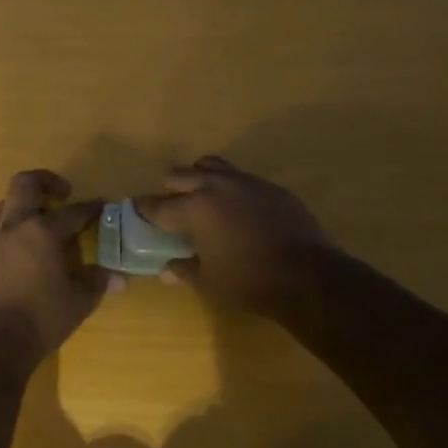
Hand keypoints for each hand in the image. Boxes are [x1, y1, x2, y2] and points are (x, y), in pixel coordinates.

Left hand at [0, 170, 114, 366]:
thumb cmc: (42, 320)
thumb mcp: (80, 301)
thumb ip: (98, 282)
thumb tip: (118, 276)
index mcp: (42, 231)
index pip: (72, 211)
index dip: (90, 207)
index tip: (101, 205)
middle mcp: (13, 227)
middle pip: (24, 184)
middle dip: (45, 181)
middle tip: (62, 193)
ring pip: (3, 206)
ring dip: (23, 206)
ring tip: (39, 223)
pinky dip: (10, 235)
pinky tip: (21, 256)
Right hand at [135, 156, 335, 317]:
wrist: (308, 275)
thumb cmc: (249, 282)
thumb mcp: (209, 282)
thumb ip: (184, 270)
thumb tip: (167, 268)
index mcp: (194, 208)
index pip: (158, 205)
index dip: (145, 210)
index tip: (139, 212)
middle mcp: (215, 186)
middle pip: (179, 174)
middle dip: (170, 189)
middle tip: (173, 208)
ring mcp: (245, 181)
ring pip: (210, 165)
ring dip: (199, 178)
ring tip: (203, 198)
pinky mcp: (269, 186)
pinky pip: (240, 177)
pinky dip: (230, 188)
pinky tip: (238, 209)